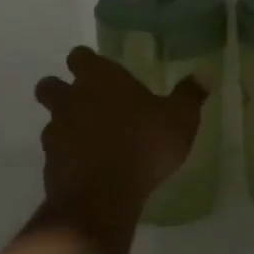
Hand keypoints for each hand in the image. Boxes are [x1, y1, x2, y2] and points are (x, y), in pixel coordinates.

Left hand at [35, 47, 206, 236]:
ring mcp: (55, 132)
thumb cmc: (144, 146)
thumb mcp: (180, 120)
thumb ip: (189, 96)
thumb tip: (204, 74)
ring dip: (64, 126)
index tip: (99, 72)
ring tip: (88, 140)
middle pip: (50, 85)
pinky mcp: (49, 164)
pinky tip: (86, 168)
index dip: (86, 62)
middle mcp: (71, 99)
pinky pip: (54, 153)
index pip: (79, 56)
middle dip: (60, 90)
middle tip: (83, 102)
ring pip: (50, 120)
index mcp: (99, 78)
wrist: (102, 197)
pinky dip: (66, 157)